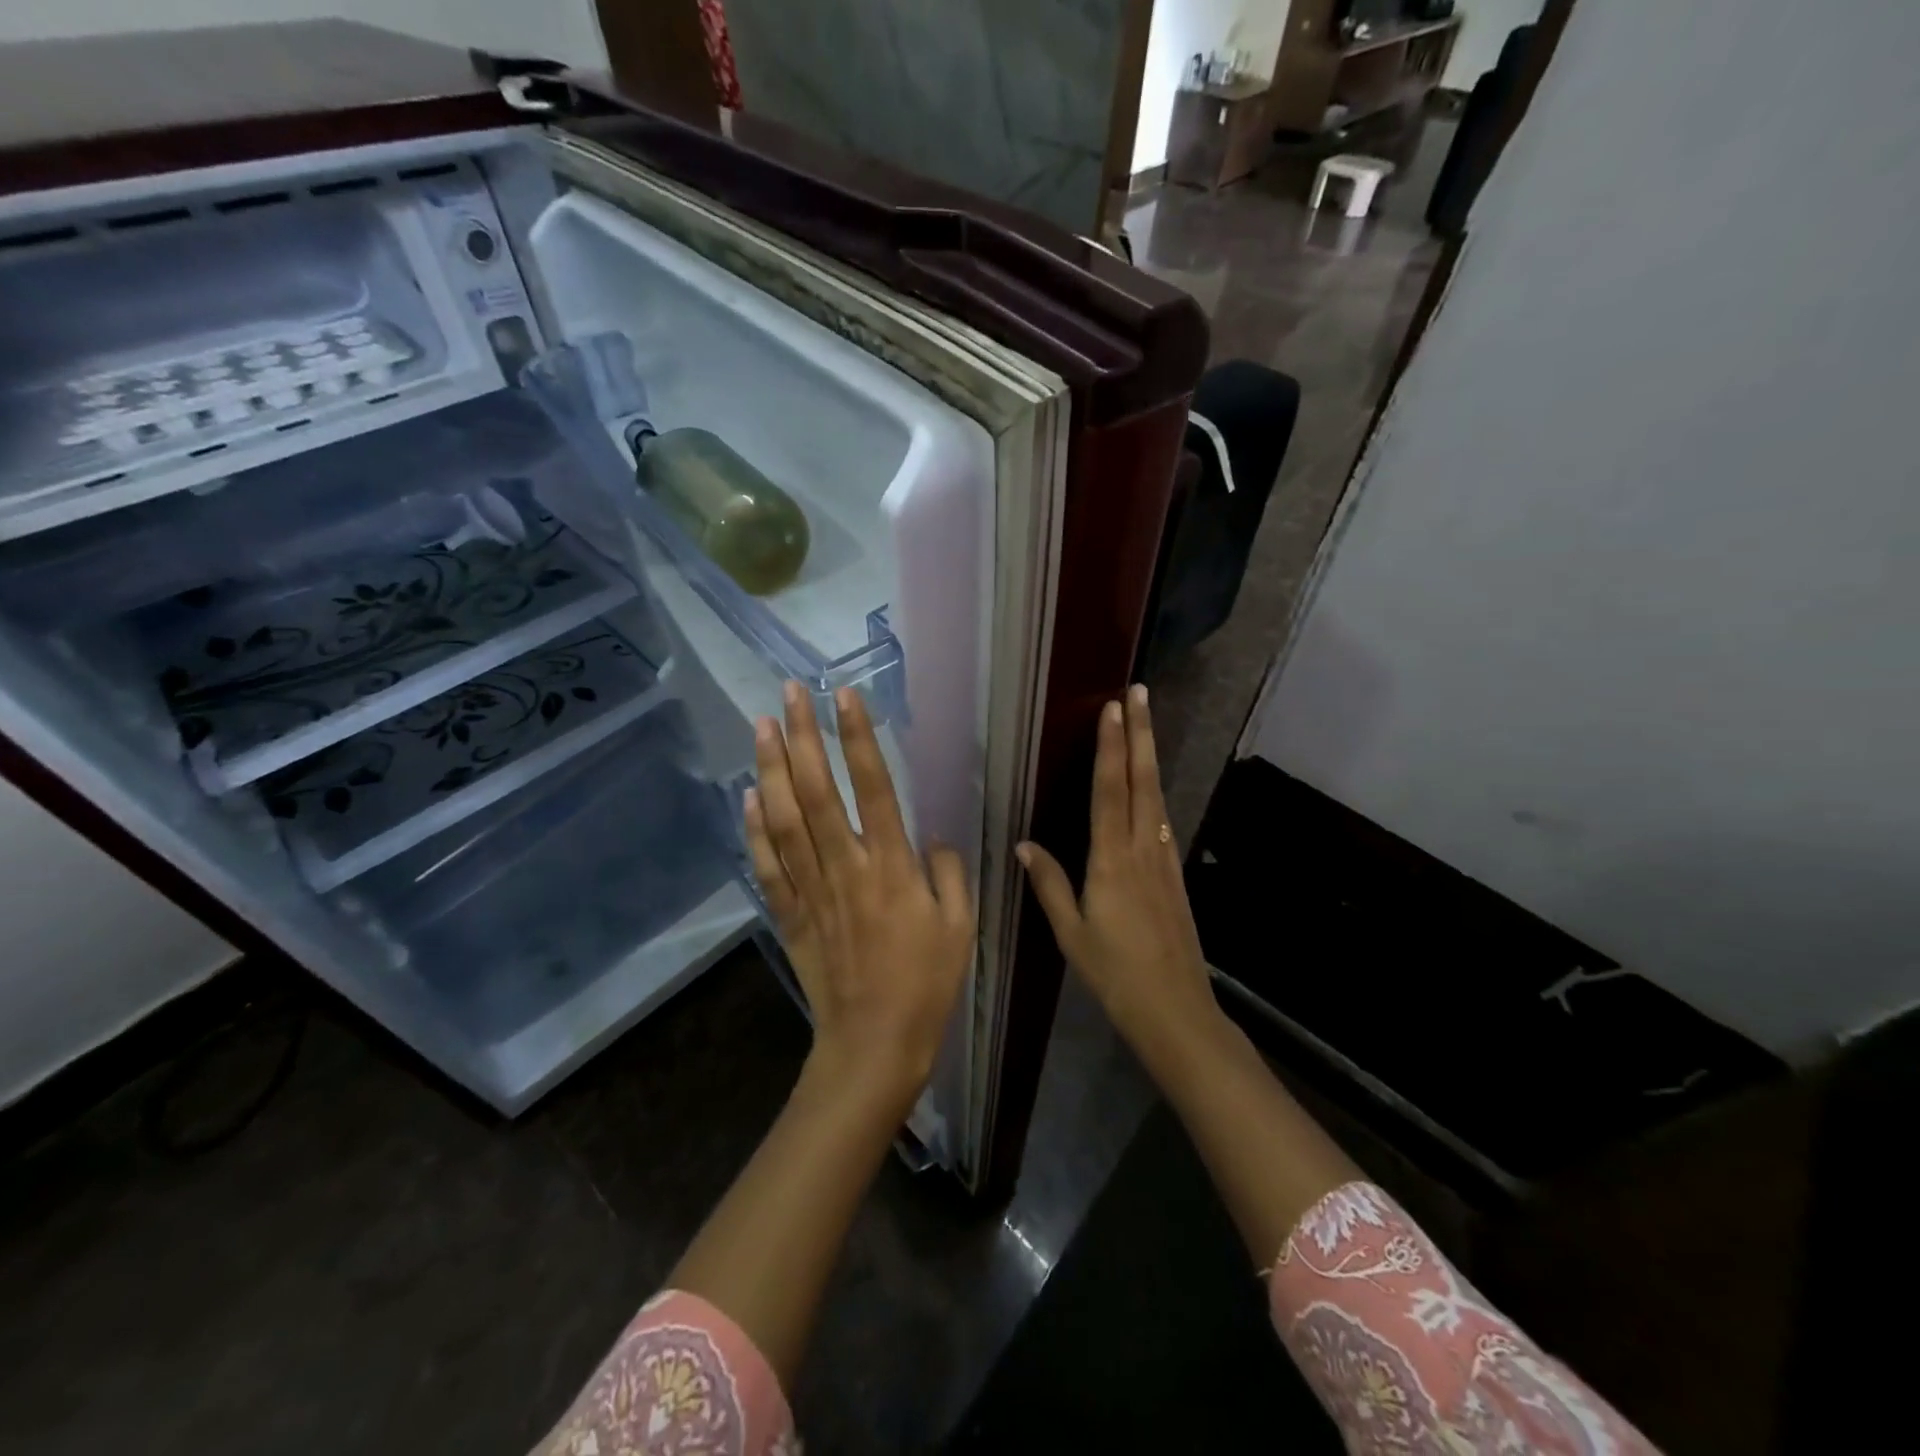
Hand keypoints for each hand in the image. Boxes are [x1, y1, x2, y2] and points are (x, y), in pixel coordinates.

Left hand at [743, 681, 974, 1115]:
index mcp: (892, 867)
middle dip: (803, 737)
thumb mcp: (960, 926)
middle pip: (817, 791)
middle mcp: (846, 867)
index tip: (846, 697)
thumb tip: (931, 836)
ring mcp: (812, 890)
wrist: (873, 1044)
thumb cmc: (927, 984)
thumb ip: (949, 872)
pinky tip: (747, 796)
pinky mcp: (790, 914)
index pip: (873, 787)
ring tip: (762, 725)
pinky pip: (767, 865)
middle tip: (791, 692)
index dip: (859, 739)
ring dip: (771, 769)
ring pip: (785, 819)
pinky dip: (754, 829)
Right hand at [1018, 684, 1222, 1078]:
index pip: (1109, 791)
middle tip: (1140, 693)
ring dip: (1149, 756)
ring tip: (1145, 724)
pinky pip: (1162, 822)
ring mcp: (1163, 861)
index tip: (1112, 708)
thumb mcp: (1071, 933)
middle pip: (1141, 781)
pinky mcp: (1174, 875)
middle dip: (1140, 734)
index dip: (1110, 747)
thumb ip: (1050, 885)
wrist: (1176, 1010)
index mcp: (1111, 861)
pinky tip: (1151, 788)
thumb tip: (1025, 845)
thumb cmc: (1115, 974)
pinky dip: (1155, 793)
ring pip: (1156, 797)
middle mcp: (1141, 850)